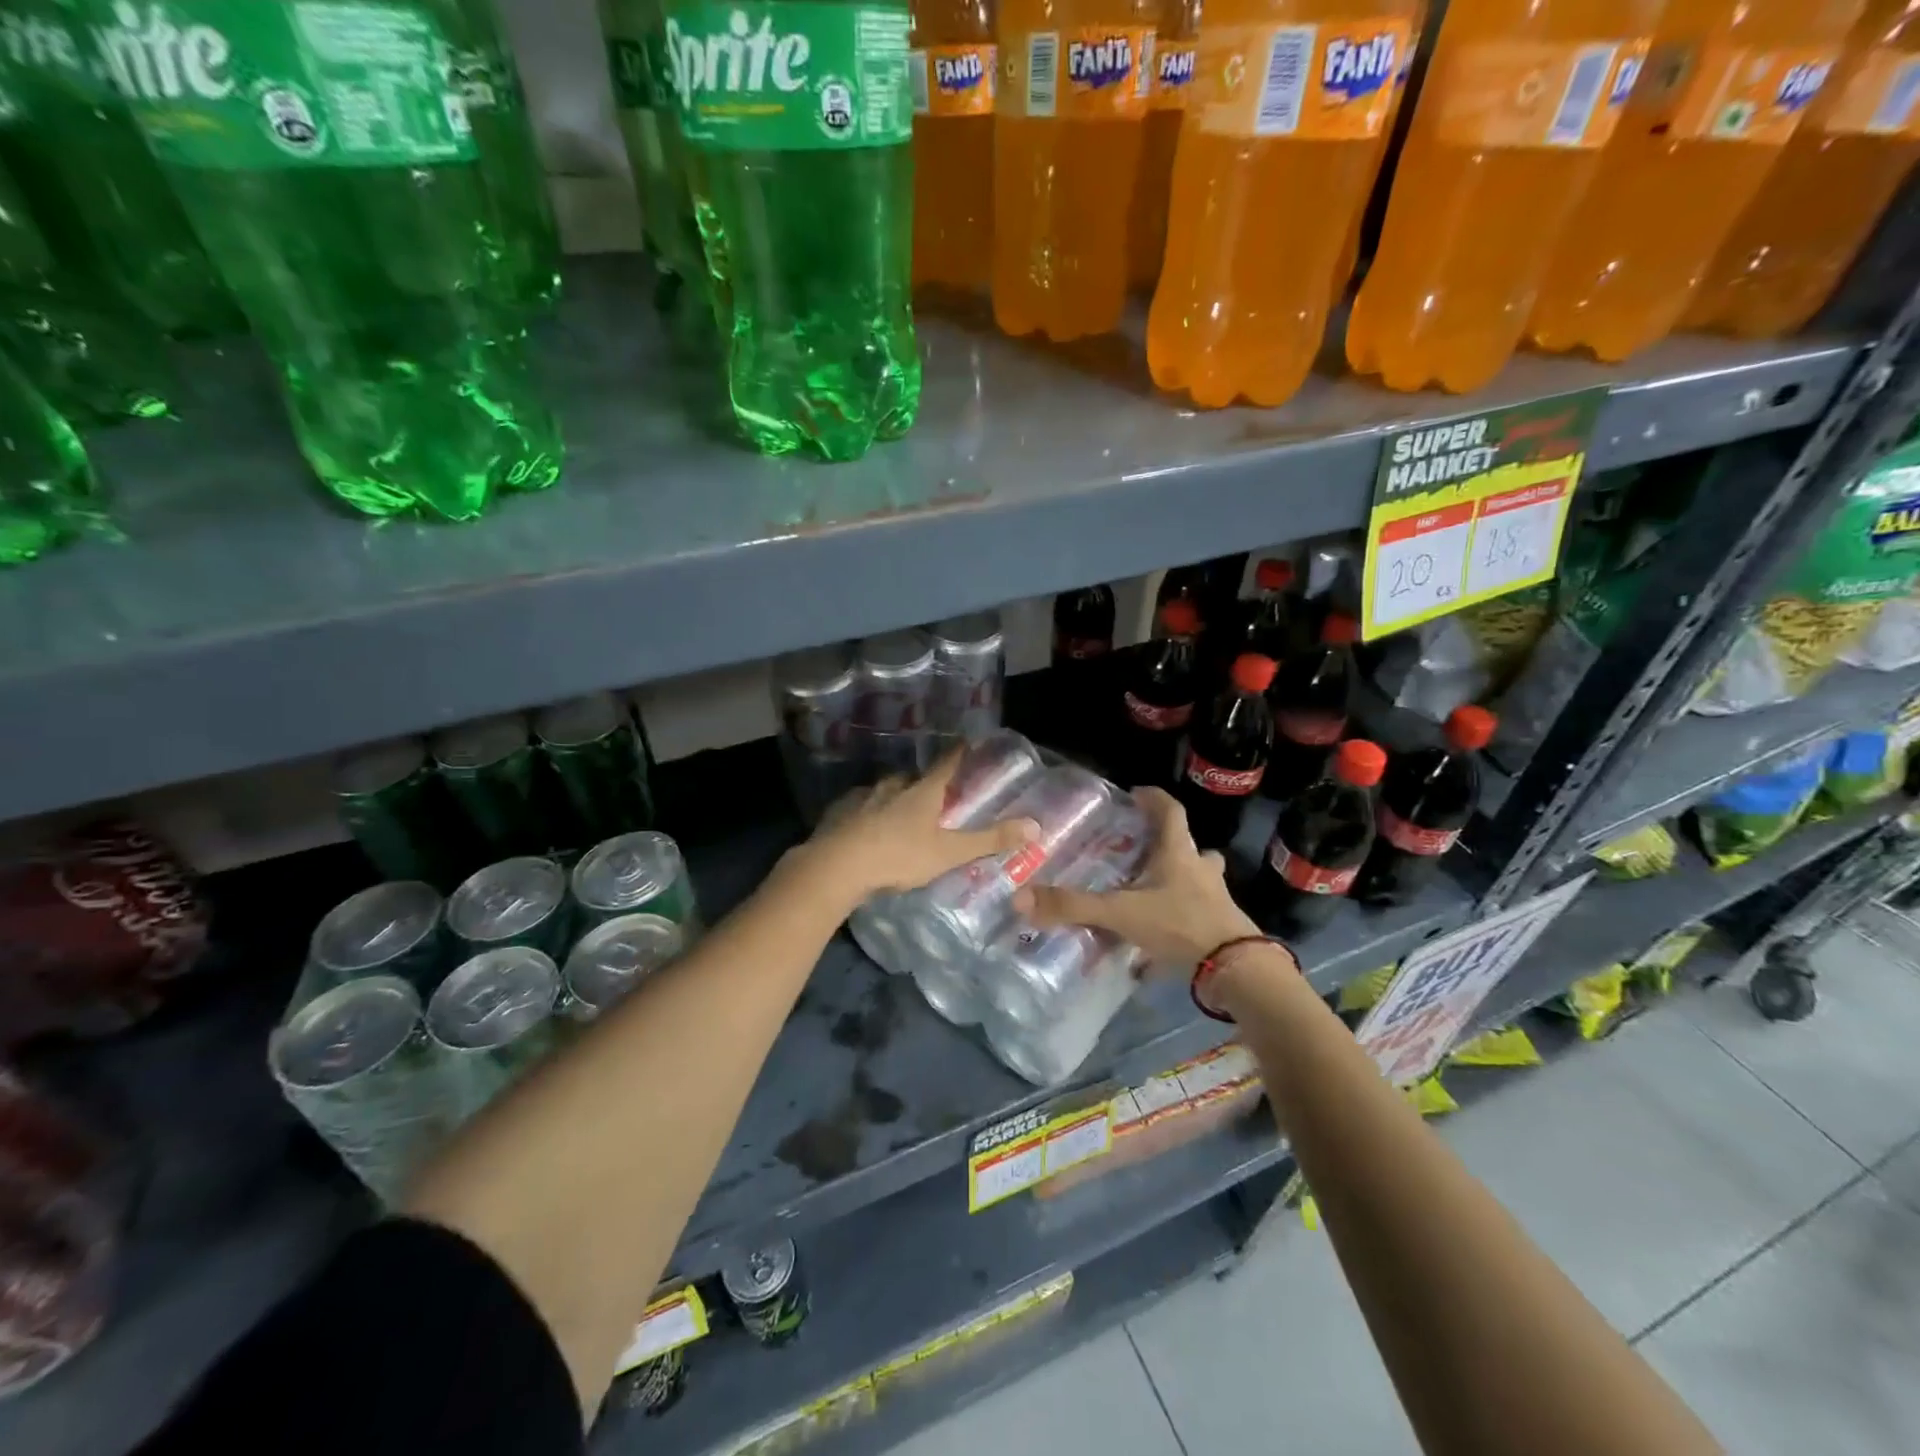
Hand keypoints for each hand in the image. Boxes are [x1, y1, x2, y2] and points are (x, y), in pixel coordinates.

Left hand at [798, 750, 1038, 907]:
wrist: (836, 867)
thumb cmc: (899, 856)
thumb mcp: (948, 852)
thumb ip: (989, 840)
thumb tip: (1035, 826)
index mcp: (922, 792)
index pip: (946, 764)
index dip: (958, 753)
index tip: (967, 742)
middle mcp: (893, 786)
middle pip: (913, 778)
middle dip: (924, 784)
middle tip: (933, 796)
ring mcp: (863, 797)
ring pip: (884, 791)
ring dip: (894, 798)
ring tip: (900, 815)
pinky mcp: (839, 812)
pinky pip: (859, 807)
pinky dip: (867, 813)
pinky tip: (866, 828)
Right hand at [1015, 787, 1260, 967]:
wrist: (1234, 969)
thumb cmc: (1180, 925)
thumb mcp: (1121, 913)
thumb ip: (1073, 906)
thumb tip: (1021, 897)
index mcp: (1178, 854)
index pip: (1171, 812)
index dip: (1155, 799)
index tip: (1138, 793)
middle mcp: (1200, 870)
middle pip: (1190, 846)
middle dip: (1168, 843)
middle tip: (1144, 847)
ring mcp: (1215, 899)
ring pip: (1199, 878)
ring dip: (1180, 877)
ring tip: (1153, 887)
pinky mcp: (1220, 927)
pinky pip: (1198, 912)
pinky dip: (1180, 914)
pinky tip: (1161, 932)